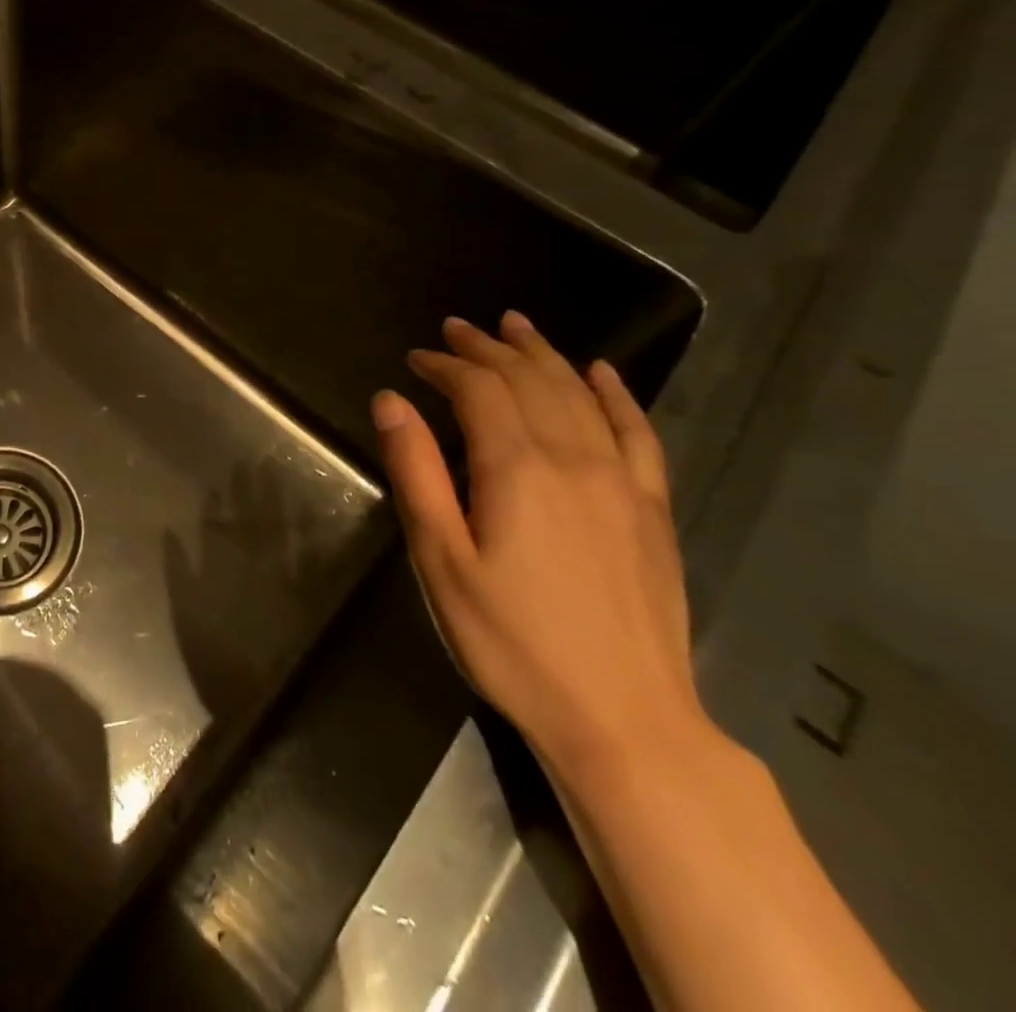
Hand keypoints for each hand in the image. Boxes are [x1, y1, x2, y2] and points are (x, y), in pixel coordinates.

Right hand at [371, 313, 702, 776]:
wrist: (624, 718)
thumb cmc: (511, 641)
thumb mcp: (441, 560)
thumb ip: (416, 473)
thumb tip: (391, 401)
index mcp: (517, 469)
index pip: (479, 390)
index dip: (446, 366)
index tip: (416, 358)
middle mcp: (575, 459)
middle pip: (530, 380)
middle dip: (489, 348)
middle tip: (457, 328)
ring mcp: (623, 482)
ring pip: (580, 394)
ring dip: (543, 354)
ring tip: (515, 326)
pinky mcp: (653, 509)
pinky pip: (639, 432)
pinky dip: (616, 394)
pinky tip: (601, 371)